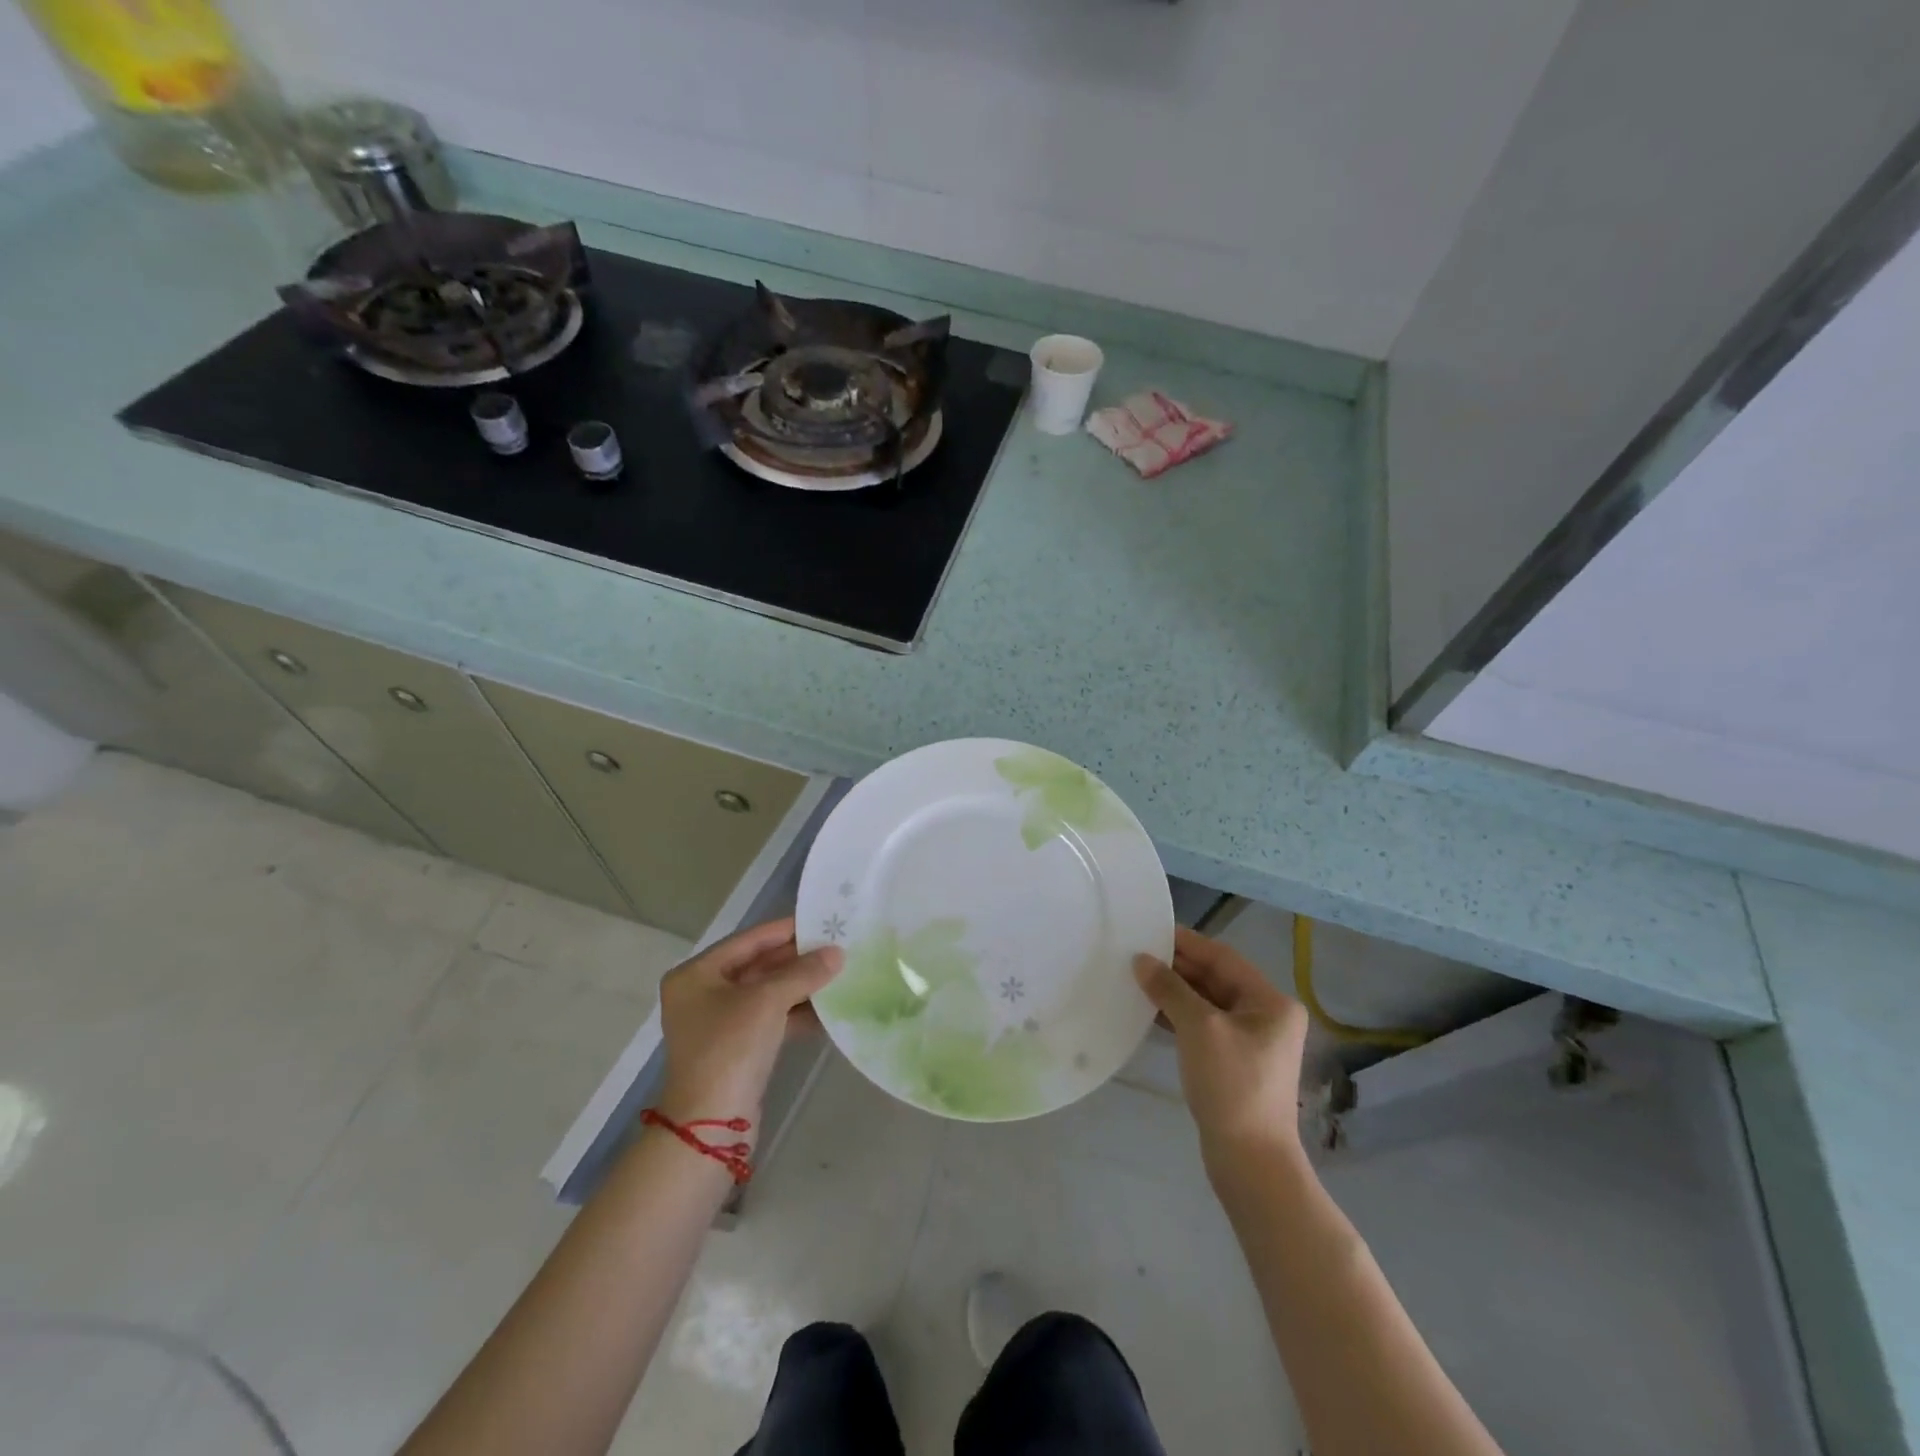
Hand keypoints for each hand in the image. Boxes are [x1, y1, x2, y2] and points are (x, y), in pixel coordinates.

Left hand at [655, 917, 841, 1133]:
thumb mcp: (767, 1001)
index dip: (785, 930)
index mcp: (696, 975)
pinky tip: (828, 1010)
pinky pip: (771, 1019)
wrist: (710, 1126)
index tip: (821, 920)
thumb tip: (837, 953)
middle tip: (837, 947)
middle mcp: (703, 994)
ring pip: (768, 994)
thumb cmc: (730, 1048)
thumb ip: (803, 972)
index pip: (748, 940)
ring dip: (801, 986)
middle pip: (758, 966)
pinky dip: (797, 1013)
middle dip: (797, 960)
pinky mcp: (738, 1049)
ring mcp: (720, 1023)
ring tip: (840, 974)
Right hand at [1134, 926, 1308, 1172]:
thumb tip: (1141, 960)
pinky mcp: (1235, 1062)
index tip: (1150, 931)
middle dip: (1178, 967)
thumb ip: (1170, 988)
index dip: (1186, 943)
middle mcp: (1267, 1016)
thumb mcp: (1199, 1028)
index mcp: (1271, 1002)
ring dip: (1175, 991)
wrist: (1250, 1162)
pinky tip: (1150, 1011)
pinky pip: (1204, 1025)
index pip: (1223, 958)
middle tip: (1136, 955)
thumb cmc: (1231, 1086)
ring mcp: (1252, 1041)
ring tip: (1137, 978)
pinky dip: (1179, 1015)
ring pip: (1207, 1002)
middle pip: (1216, 978)